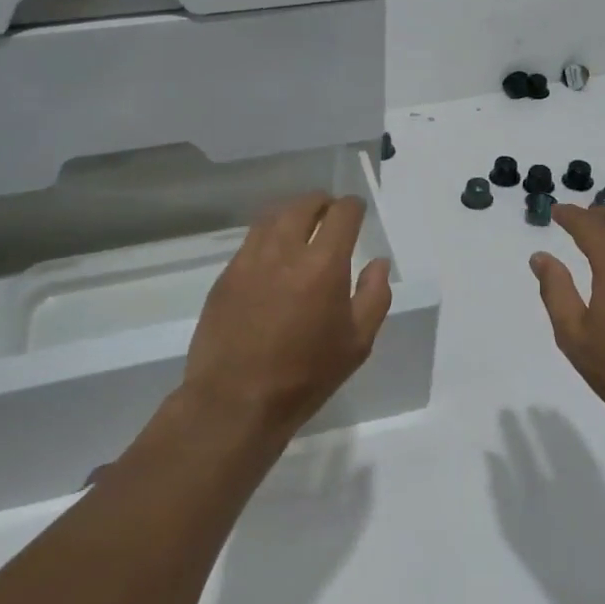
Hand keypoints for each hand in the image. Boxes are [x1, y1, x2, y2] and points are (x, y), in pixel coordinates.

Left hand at [183, 192, 392, 438]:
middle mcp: (285, 251)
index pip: (341, 214)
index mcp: (323, 264)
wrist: (235, 401)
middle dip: (322, 202)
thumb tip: (378, 262)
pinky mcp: (226, 275)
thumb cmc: (305, 376)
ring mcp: (250, 260)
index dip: (353, 206)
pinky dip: (268, 234)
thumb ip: (375, 296)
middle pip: (304, 205)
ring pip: (273, 216)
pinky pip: (251, 240)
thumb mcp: (357, 343)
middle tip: (331, 213)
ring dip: (293, 213)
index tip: (358, 211)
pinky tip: (274, 253)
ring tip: (302, 225)